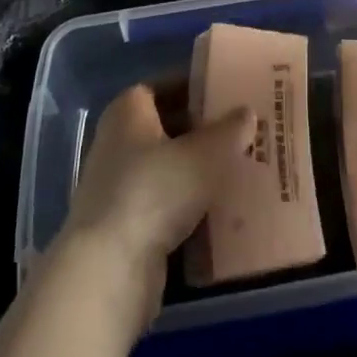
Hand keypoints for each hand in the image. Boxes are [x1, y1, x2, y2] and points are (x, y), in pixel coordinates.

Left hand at [57, 84, 253, 324]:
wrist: (109, 272)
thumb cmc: (155, 191)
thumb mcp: (206, 154)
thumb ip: (231, 130)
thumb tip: (247, 113)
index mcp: (128, 110)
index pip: (166, 85)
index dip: (197, 86)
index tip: (230, 92)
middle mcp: (117, 141)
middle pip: (167, 126)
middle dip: (203, 130)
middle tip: (242, 132)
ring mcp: (117, 187)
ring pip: (167, 169)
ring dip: (197, 171)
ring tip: (238, 170)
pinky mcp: (123, 227)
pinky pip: (163, 205)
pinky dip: (188, 206)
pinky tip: (219, 212)